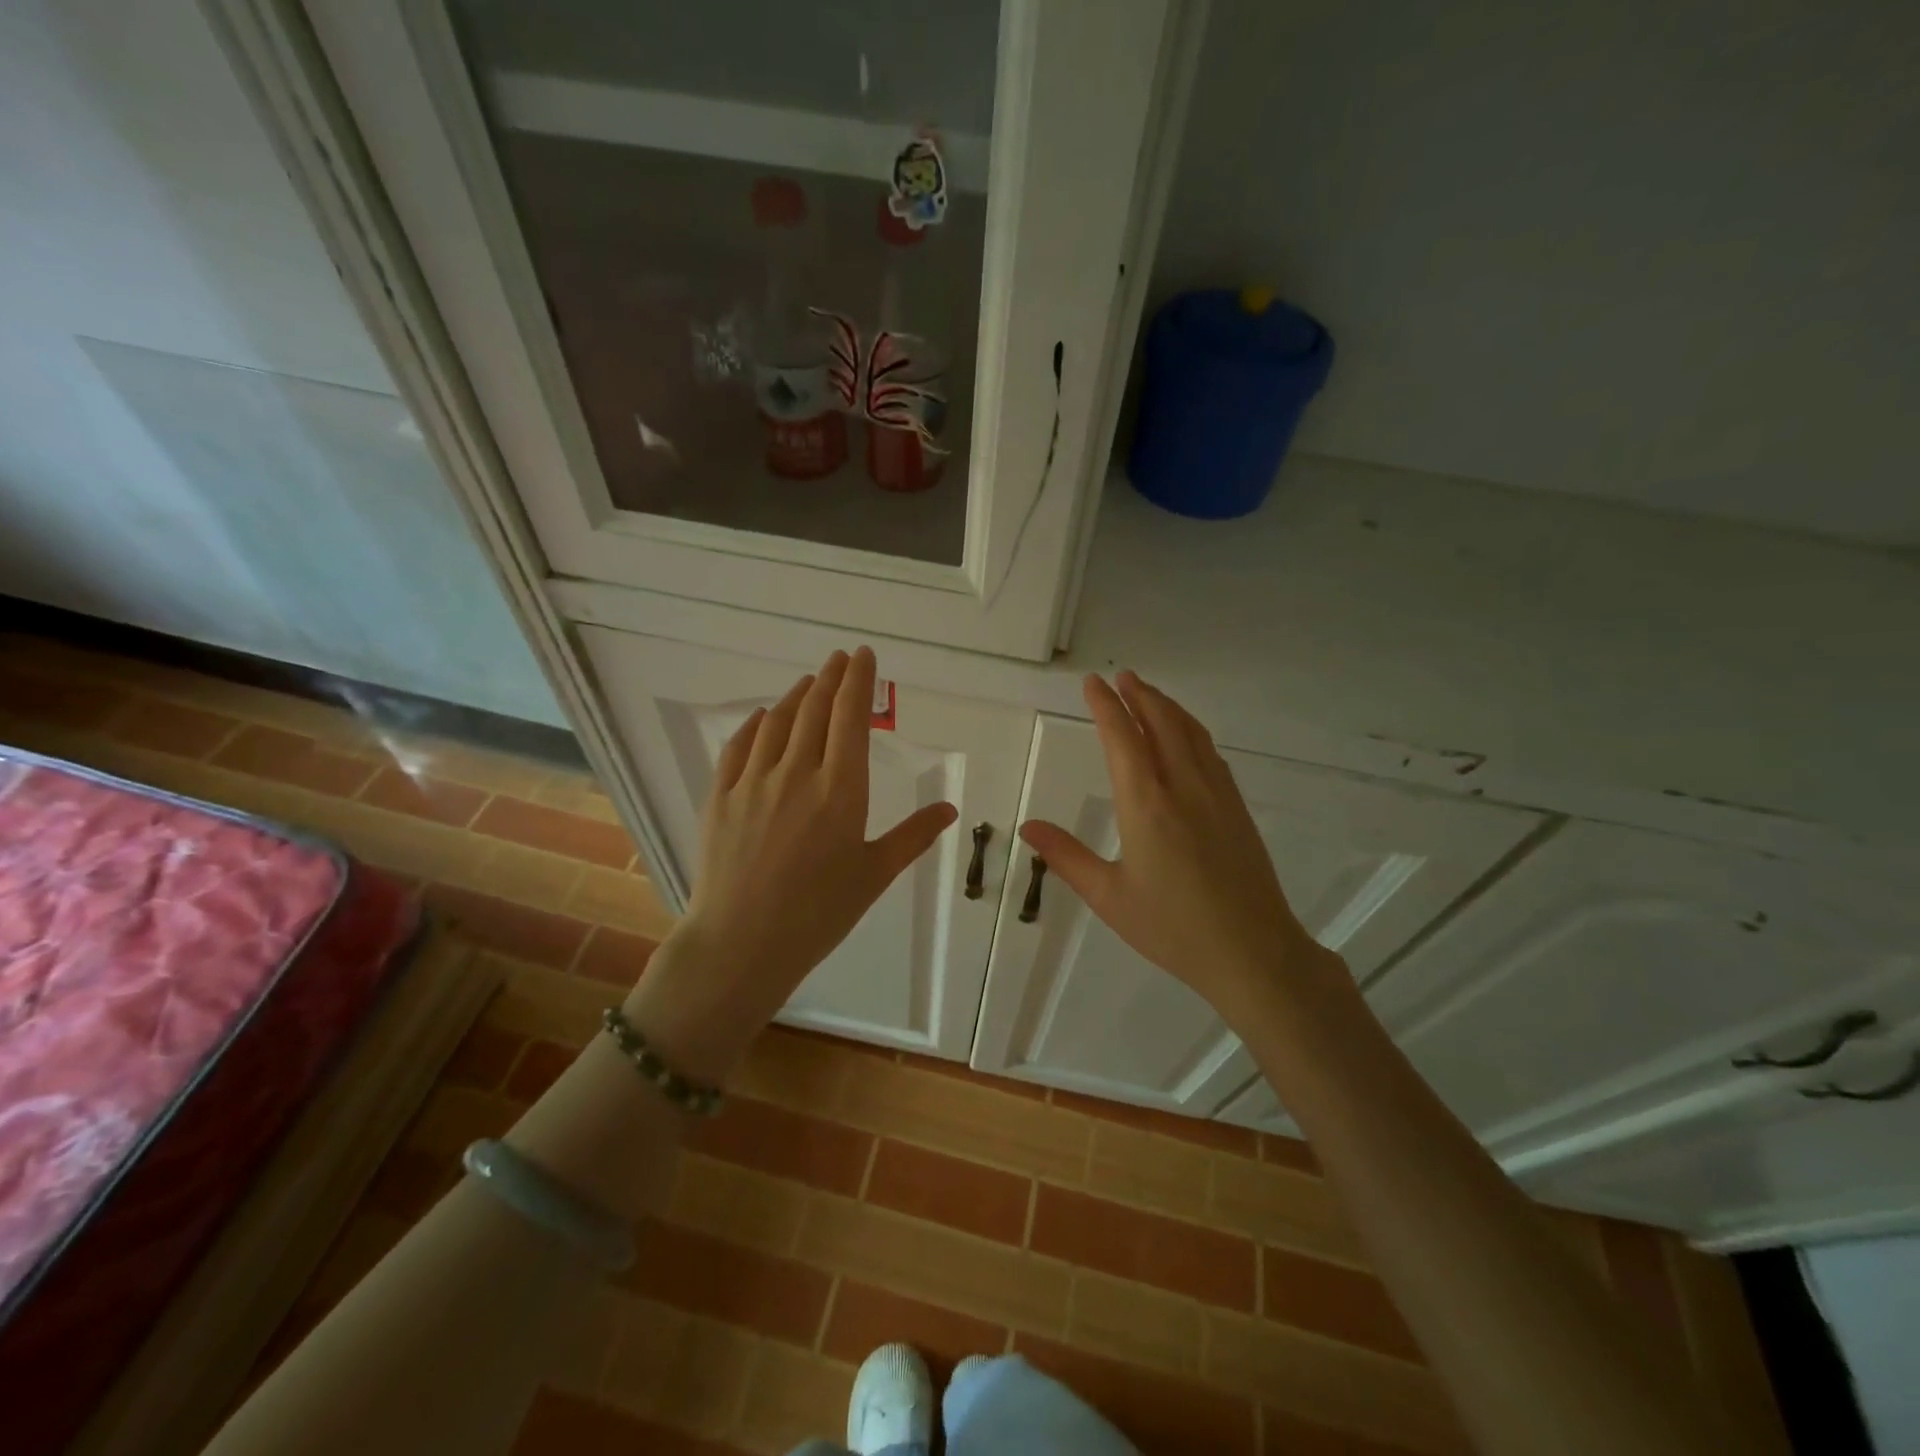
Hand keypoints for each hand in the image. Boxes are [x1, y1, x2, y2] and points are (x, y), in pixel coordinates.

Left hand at [627, 648, 956, 1078]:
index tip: (863, 655)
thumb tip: (950, 808)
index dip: (859, 681)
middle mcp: (797, 773)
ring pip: (777, 722)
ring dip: (796, 696)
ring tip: (809, 682)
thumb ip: (913, 836)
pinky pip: (739, 747)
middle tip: (840, 658)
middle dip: (830, 678)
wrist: (742, 943)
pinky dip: (755, 724)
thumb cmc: (819, 913)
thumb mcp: (874, 874)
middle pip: (815, 710)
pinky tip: (763, 717)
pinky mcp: (722, 797)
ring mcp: (754, 782)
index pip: (851, 717)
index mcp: (841, 789)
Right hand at [1020, 672, 1340, 1023]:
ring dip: (1167, 707)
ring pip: (1191, 733)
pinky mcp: (1237, 808)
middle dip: (1139, 696)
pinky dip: (1191, 730)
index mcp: (1146, 805)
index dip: (1106, 707)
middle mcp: (1183, 787)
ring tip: (1148, 694)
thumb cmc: (1173, 928)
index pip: (1122, 739)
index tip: (1092, 683)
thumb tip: (1028, 827)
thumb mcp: (1109, 897)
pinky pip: (1211, 753)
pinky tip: (1187, 737)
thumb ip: (1067, 858)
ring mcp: (1216, 795)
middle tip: (1121, 677)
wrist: (1253, 952)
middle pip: (1161, 724)